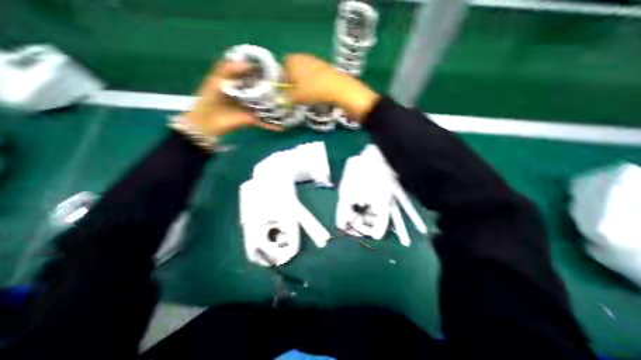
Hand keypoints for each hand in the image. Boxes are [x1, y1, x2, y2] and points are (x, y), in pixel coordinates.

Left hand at [180, 61, 280, 136]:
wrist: (207, 121)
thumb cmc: (210, 99)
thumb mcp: (215, 79)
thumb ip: (228, 69)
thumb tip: (248, 63)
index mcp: (238, 83)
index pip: (253, 76)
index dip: (262, 72)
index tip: (275, 68)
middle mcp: (247, 95)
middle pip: (262, 91)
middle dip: (273, 89)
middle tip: (286, 86)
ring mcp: (251, 108)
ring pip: (266, 107)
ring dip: (276, 107)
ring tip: (289, 104)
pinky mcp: (252, 120)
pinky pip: (264, 122)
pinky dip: (271, 125)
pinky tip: (281, 127)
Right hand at [282, 53, 375, 120]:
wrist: (338, 88)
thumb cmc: (313, 91)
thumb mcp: (296, 97)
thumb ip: (285, 98)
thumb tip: (278, 100)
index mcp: (292, 60)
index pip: (282, 67)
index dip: (283, 79)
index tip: (286, 90)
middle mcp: (302, 56)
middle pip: (293, 69)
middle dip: (293, 81)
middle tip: (296, 93)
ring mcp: (315, 60)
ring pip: (304, 71)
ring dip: (303, 81)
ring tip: (307, 94)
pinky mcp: (325, 66)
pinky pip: (314, 73)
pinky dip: (313, 81)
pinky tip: (317, 90)